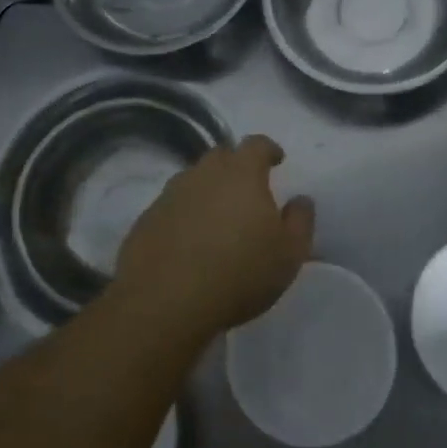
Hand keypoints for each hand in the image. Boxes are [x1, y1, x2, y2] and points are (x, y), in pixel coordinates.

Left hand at [112, 134, 314, 341]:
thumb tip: (300, 200)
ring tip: (218, 219)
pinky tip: (189, 242)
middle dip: (236, 166)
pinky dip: (184, 216)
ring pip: (193, 181)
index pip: (256, 144)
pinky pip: (171, 208)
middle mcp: (203, 174)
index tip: (277, 160)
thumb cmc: (238, 273)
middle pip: (221, 156)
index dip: (268, 149)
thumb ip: (300, 220)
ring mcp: (169, 195)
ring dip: (207, 191)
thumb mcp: (289, 253)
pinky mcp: (146, 220)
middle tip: (247, 191)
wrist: (164, 303)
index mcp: (241, 173)